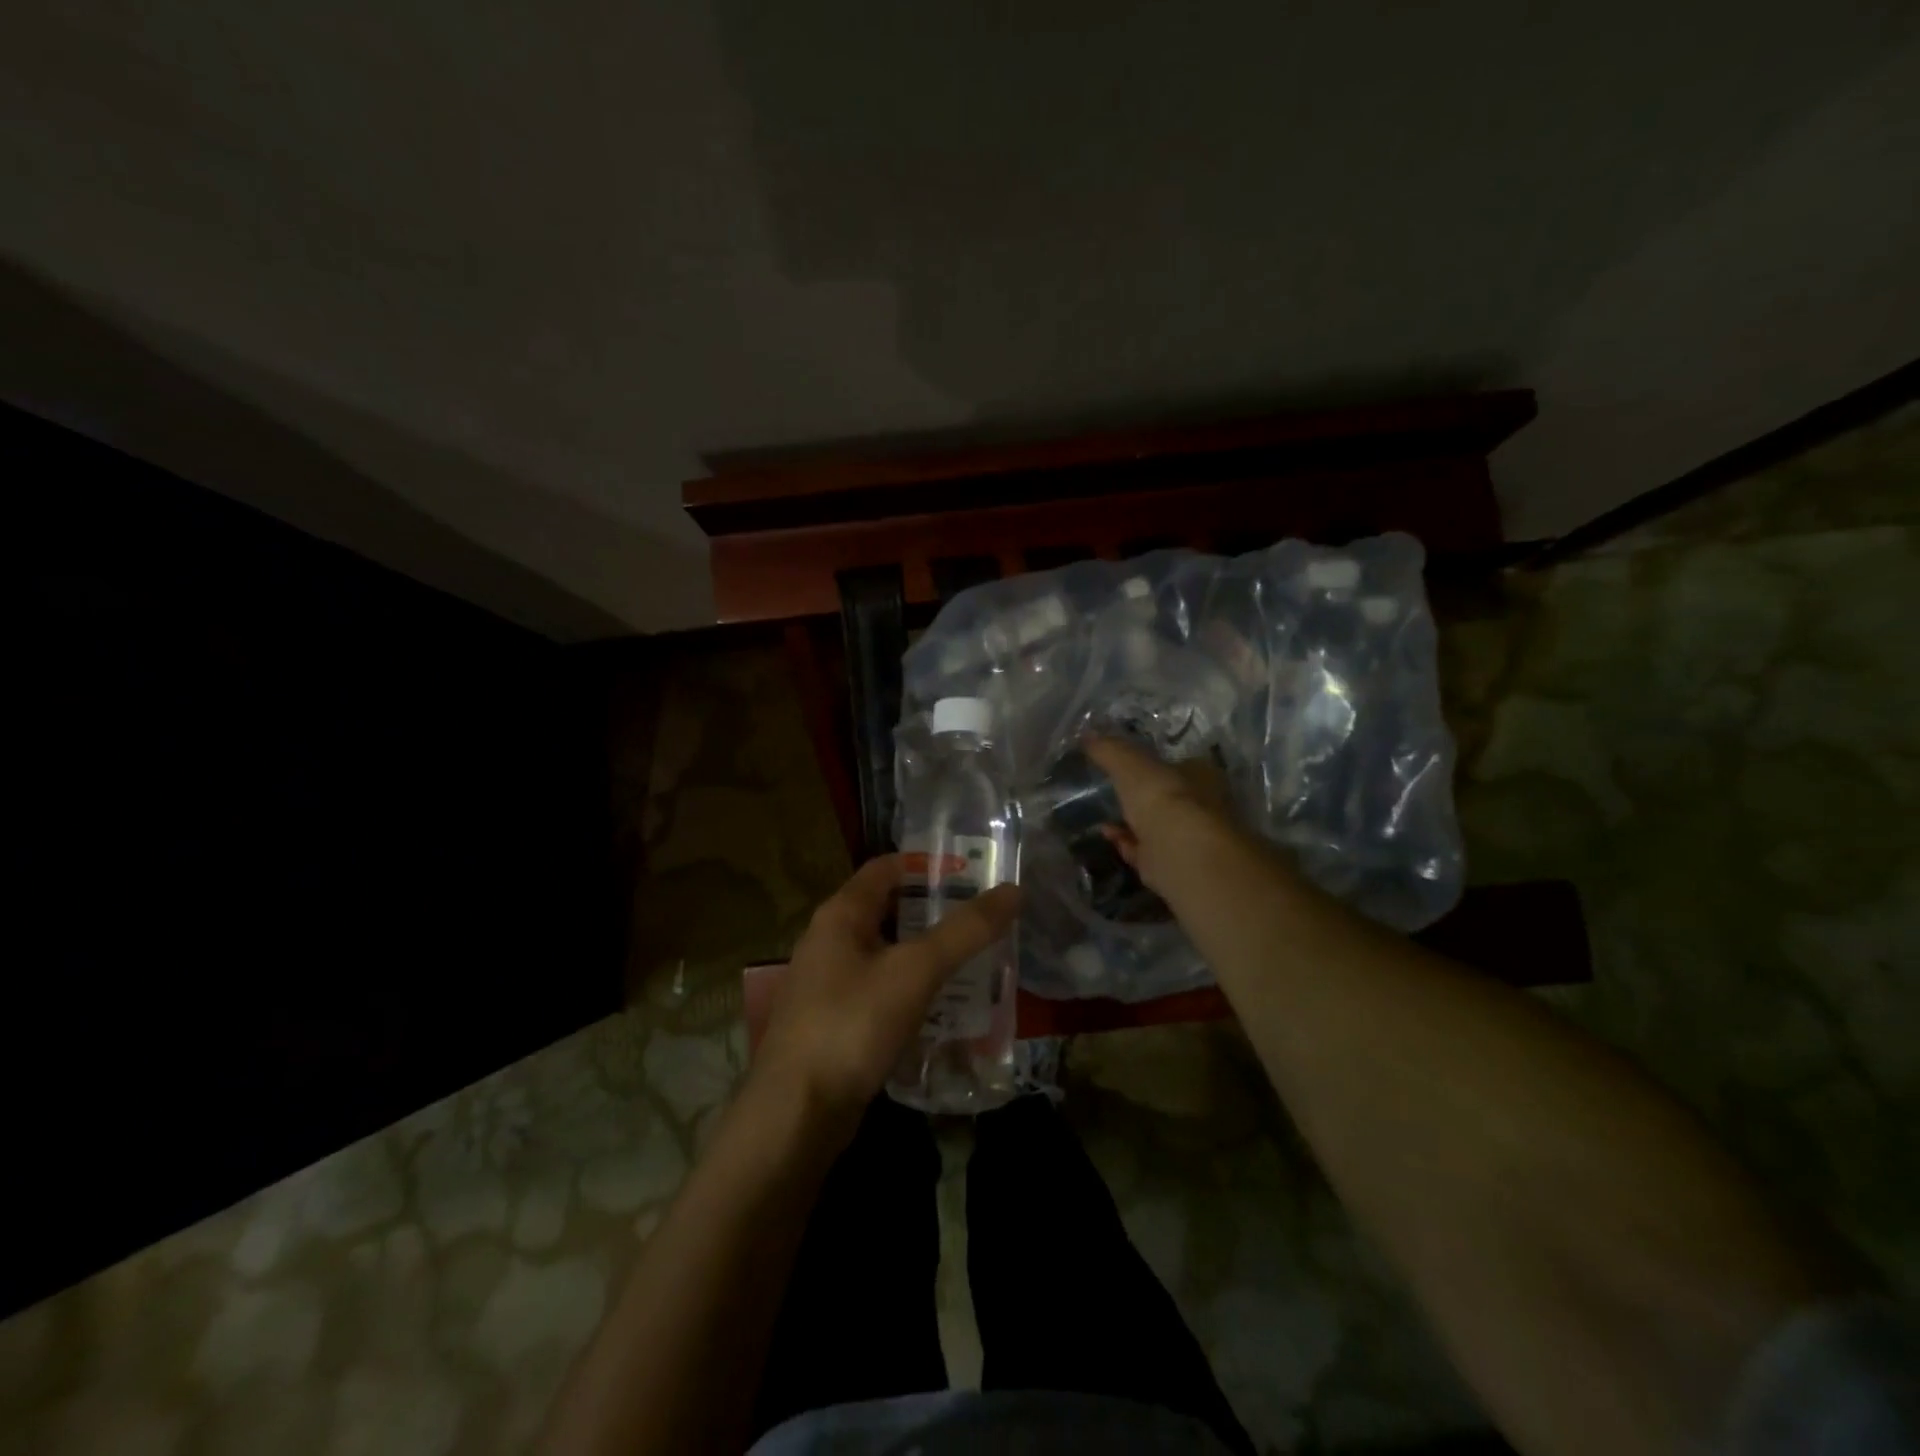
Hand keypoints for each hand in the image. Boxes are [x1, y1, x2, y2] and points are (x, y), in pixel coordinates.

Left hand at [751, 855, 1020, 1142]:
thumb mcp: (915, 971)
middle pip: (889, 910)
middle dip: (935, 912)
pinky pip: (882, 992)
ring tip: (976, 961)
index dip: (928, 864)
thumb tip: (1011, 891)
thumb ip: (964, 931)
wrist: (795, 1115)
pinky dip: (913, 991)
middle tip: (984, 919)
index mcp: (840, 914)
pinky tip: (946, 1008)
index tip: (973, 872)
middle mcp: (830, 941)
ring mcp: (830, 985)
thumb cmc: (852, 1025)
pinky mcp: (836, 1023)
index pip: (887, 867)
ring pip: (887, 954)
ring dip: (927, 954)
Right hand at [1083, 737, 1238, 897]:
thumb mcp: (1129, 764)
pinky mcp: (1175, 865)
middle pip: (1169, 798)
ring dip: (1130, 823)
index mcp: (1202, 775)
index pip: (1179, 764)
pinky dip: (1126, 844)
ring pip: (1156, 827)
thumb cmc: (1163, 797)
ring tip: (1103, 817)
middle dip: (1141, 798)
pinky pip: (1146, 852)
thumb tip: (1087, 735)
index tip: (1127, 767)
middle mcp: (1204, 806)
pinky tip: (1108, 836)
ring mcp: (1190, 839)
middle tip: (1112, 793)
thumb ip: (1109, 750)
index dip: (1154, 765)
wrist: (1182, 853)